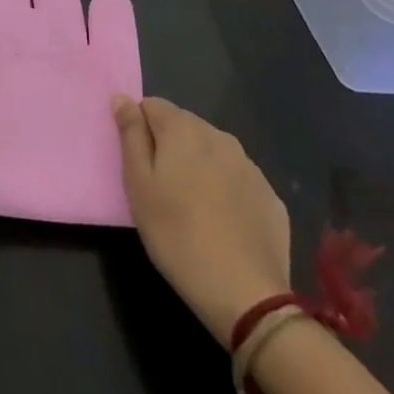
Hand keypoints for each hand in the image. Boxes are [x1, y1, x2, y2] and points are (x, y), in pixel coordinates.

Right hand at [114, 96, 290, 344]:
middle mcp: (219, 136)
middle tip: (162, 189)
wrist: (245, 294)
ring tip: (193, 208)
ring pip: (212, 153)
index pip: (151, 106)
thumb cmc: (176, 234)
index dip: (140, 130)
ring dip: (199, 167)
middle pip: (184, 127)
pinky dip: (226, 191)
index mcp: (183, 128)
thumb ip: (130, 134)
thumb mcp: (138, 184)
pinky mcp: (271, 197)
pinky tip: (223, 223)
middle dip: (170, 147)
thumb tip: (122, 98)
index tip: (139, 164)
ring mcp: (250, 167)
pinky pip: (238, 180)